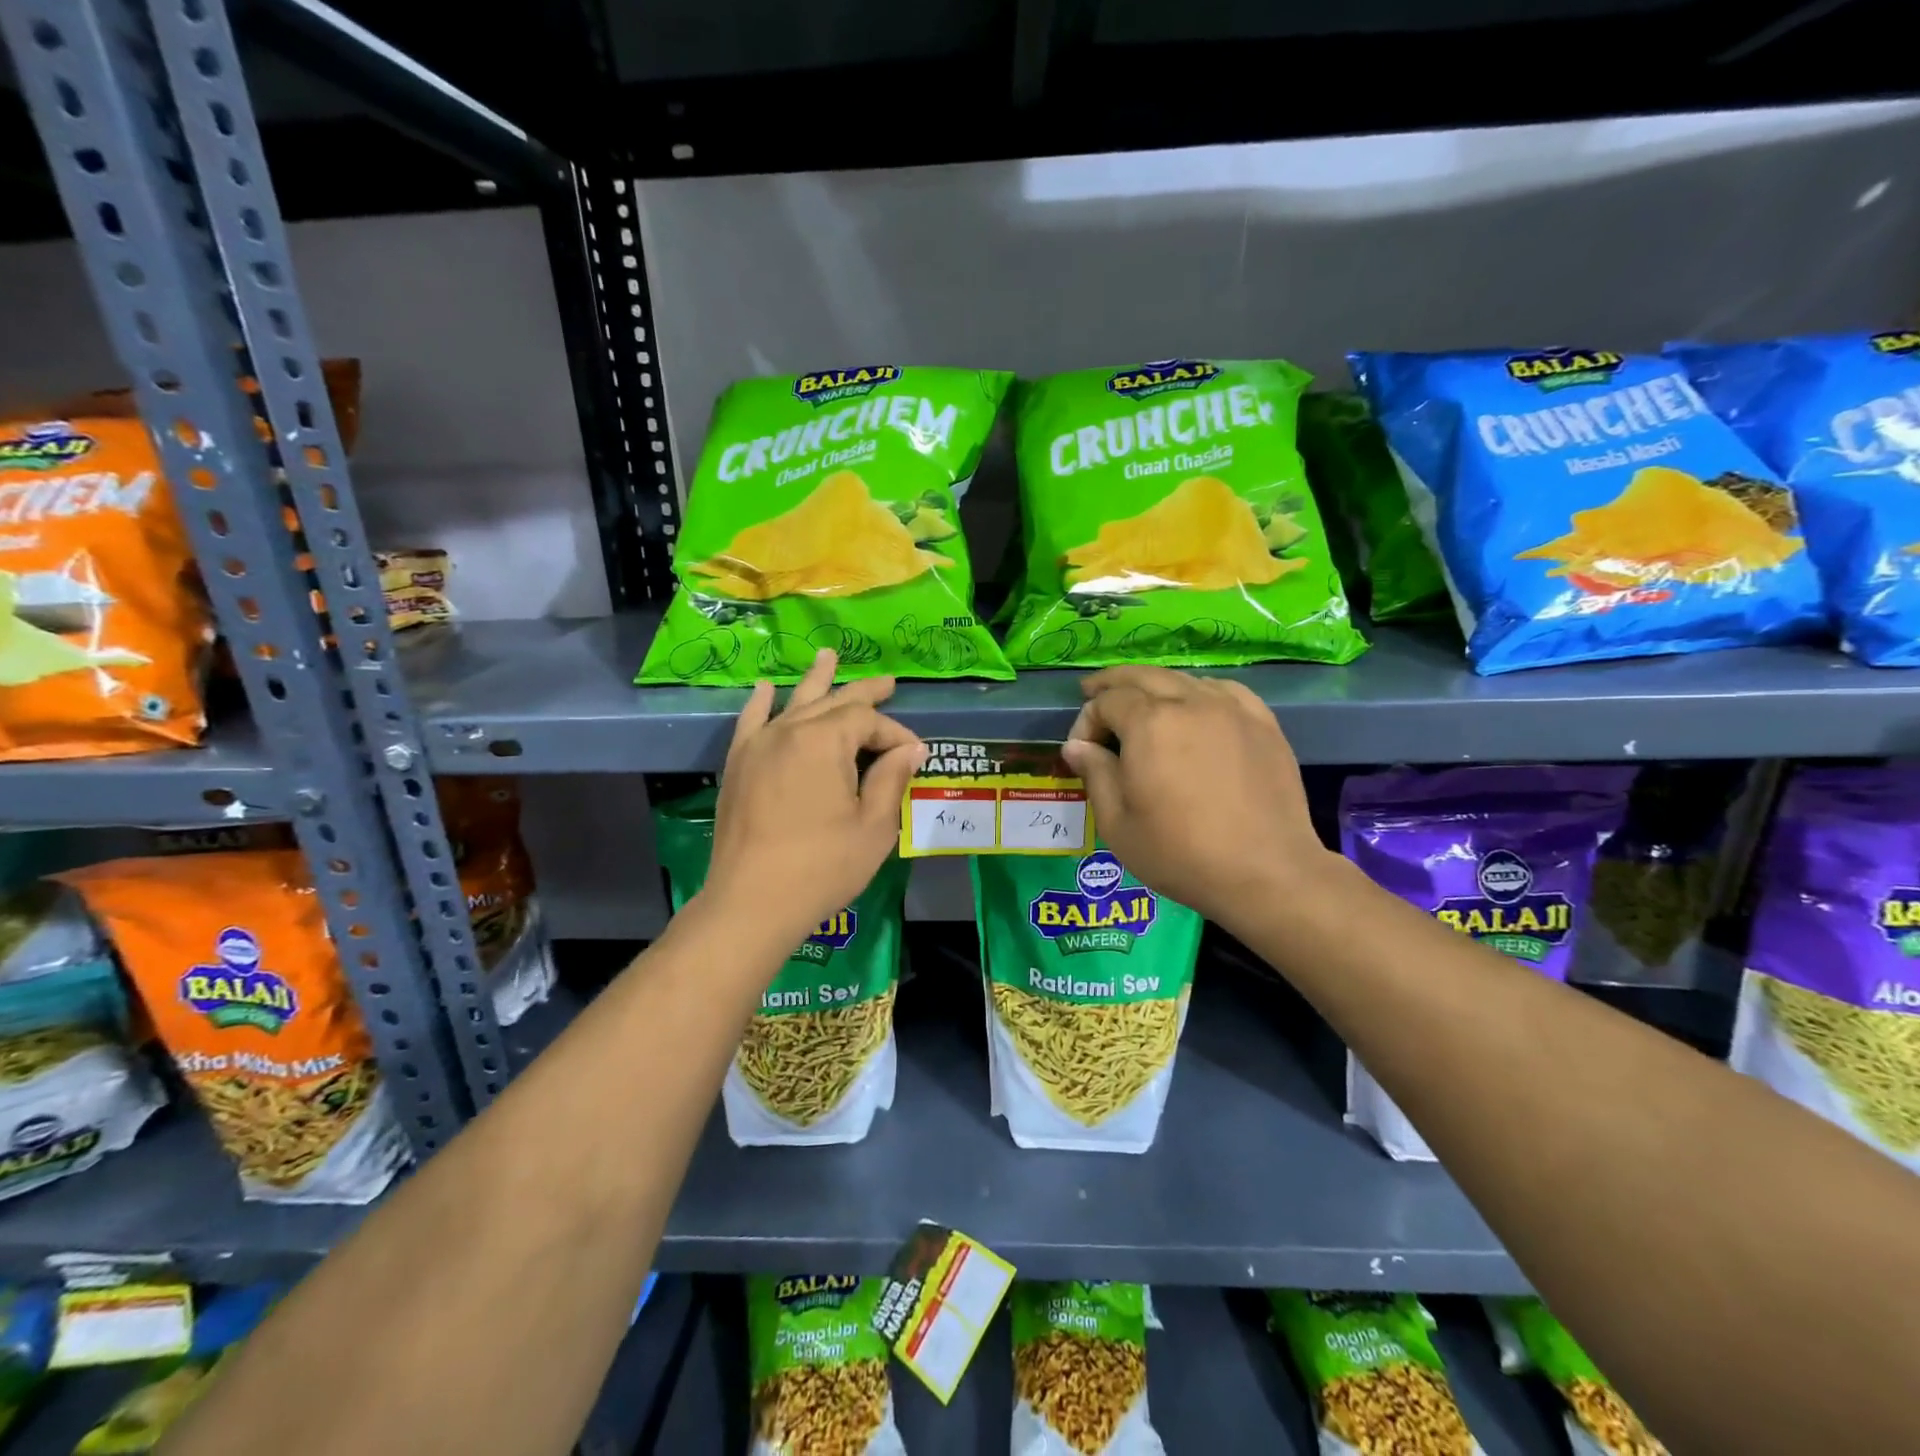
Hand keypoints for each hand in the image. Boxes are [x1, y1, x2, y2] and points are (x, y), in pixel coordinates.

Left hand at [701, 650, 924, 948]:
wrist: (751, 902)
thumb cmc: (822, 867)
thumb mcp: (873, 826)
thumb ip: (891, 779)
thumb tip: (910, 749)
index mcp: (824, 741)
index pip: (867, 720)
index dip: (894, 734)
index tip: (914, 756)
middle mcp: (788, 731)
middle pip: (833, 702)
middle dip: (864, 694)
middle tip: (888, 682)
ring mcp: (758, 746)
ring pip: (794, 703)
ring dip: (816, 681)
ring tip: (828, 655)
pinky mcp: (739, 765)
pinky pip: (751, 722)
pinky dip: (761, 703)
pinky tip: (768, 688)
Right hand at [1061, 666, 1332, 929]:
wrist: (1265, 873)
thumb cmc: (1180, 854)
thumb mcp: (1117, 823)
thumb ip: (1095, 774)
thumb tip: (1076, 746)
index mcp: (1149, 724)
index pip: (1107, 701)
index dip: (1086, 721)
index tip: (1082, 752)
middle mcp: (1189, 702)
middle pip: (1142, 676)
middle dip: (1112, 685)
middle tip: (1093, 695)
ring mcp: (1231, 708)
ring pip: (1182, 679)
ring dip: (1154, 687)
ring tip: (1141, 704)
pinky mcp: (1262, 723)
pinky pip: (1223, 690)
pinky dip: (1198, 692)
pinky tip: (1195, 708)